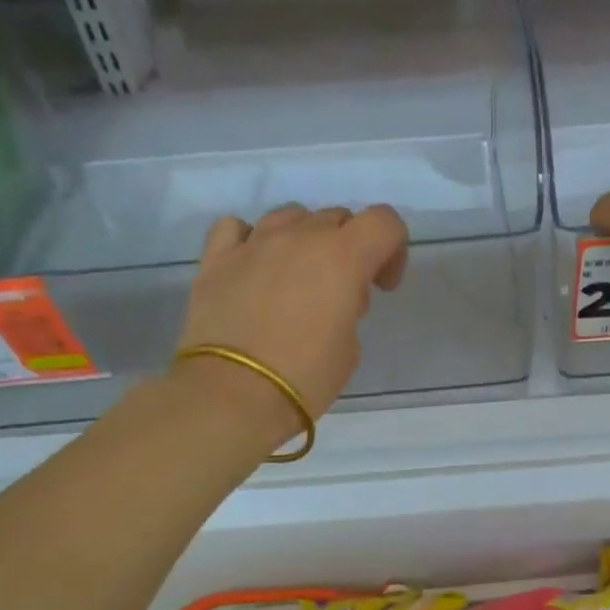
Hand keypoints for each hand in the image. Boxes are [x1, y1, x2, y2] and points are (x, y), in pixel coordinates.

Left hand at [176, 203, 407, 443]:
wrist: (234, 394)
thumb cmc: (305, 376)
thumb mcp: (350, 347)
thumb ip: (349, 308)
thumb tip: (330, 299)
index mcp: (343, 257)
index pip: (384, 221)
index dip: (393, 249)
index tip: (382, 286)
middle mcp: (300, 237)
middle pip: (337, 217)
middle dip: (349, 248)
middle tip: (342, 292)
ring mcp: (254, 243)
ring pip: (290, 215)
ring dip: (304, 238)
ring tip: (297, 278)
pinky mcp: (216, 258)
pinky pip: (237, 228)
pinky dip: (251, 240)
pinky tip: (253, 266)